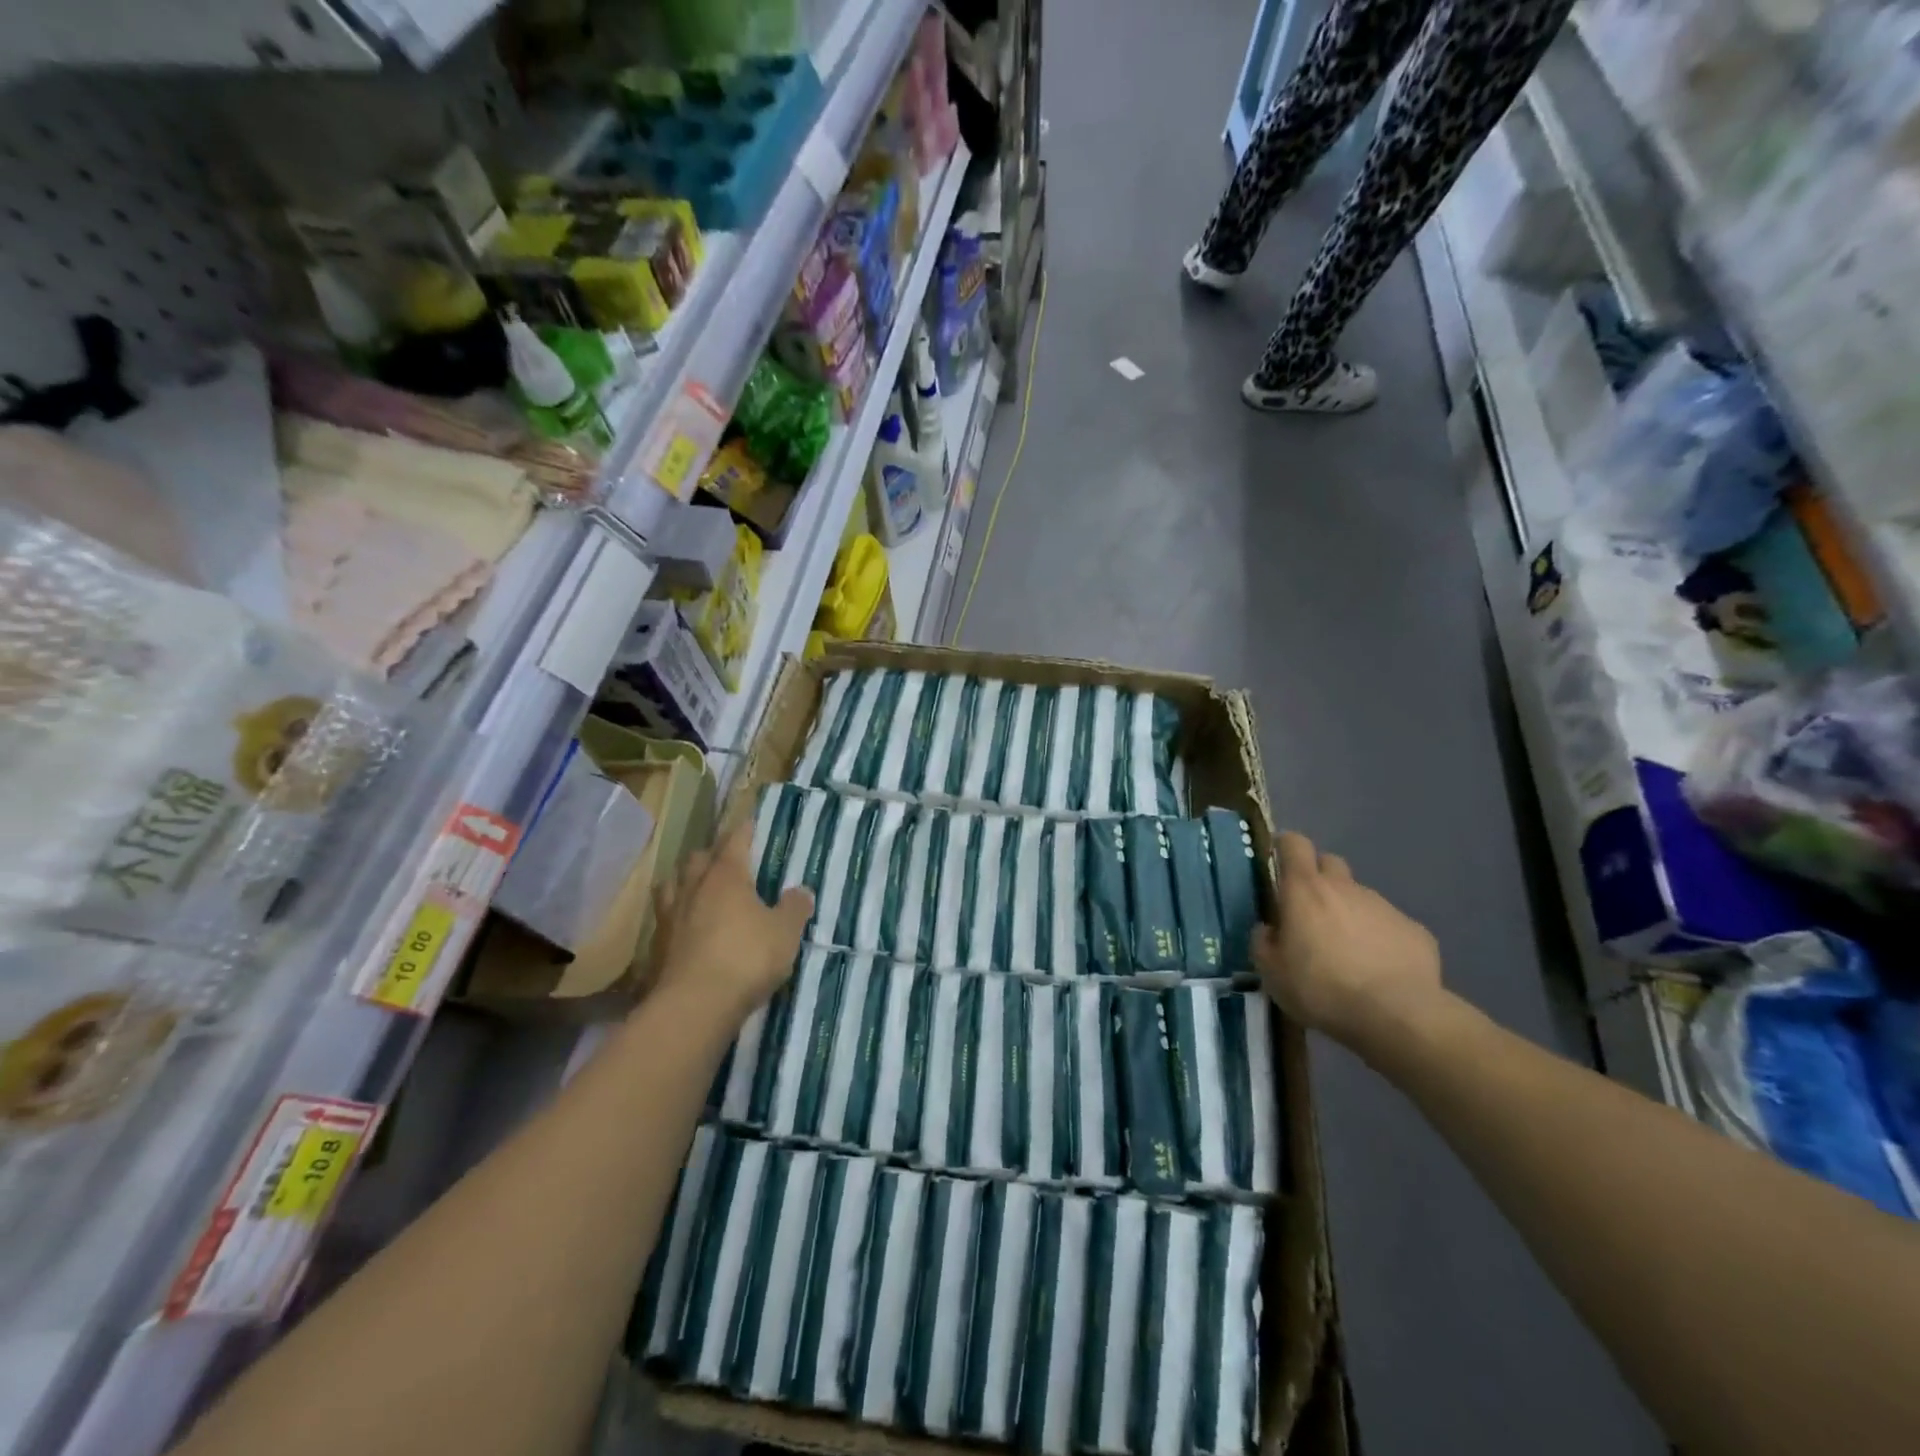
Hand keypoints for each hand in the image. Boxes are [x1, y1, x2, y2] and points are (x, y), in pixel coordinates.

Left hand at [650, 819, 812, 1023]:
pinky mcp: (657, 946)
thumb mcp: (785, 932)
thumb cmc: (746, 958)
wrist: (694, 1005)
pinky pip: (666, 918)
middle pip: (698, 858)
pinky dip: (677, 915)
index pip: (735, 841)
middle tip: (727, 859)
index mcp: (726, 876)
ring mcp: (671, 916)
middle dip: (712, 854)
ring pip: (673, 884)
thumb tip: (802, 890)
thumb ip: (795, 908)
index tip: (750, 822)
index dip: (744, 830)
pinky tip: (686, 926)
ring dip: (686, 881)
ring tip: (699, 888)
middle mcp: (694, 887)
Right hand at [1253, 830, 1443, 1051]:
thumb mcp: (1272, 973)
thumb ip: (1263, 943)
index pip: (1294, 844)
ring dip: (1349, 914)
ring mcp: (1384, 906)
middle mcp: (1345, 887)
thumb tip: (1268, 930)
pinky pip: (1389, 926)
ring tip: (1348, 953)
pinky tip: (1379, 971)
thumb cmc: (1321, 988)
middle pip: (1329, 863)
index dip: (1285, 847)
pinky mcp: (1415, 930)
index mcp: (1305, 889)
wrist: (1397, 1015)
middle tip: (1310, 913)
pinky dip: (1380, 939)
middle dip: (1319, 879)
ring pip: (1360, 898)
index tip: (1279, 864)